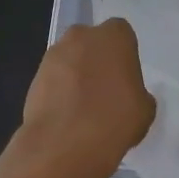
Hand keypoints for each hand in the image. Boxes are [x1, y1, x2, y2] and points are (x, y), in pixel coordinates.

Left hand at [20, 18, 156, 177]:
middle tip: (105, 89)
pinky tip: (66, 116)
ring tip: (83, 107)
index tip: (125, 76)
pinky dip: (59, 91)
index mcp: (114, 37)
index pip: (122, 33)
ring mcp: (53, 55)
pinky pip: (53, 79)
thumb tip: (129, 96)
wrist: (64, 144)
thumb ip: (138, 93)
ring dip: (76, 75)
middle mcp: (81, 36)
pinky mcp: (34, 77)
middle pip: (92, 42)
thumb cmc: (114, 119)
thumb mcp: (145, 110)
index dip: (123, 54)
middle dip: (97, 59)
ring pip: (70, 59)